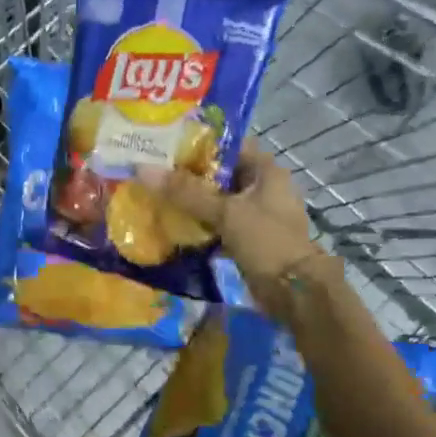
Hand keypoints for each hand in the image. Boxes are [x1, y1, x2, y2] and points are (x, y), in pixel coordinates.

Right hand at [136, 142, 325, 313]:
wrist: (294, 292)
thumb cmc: (266, 241)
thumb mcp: (225, 212)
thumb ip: (185, 192)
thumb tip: (142, 169)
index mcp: (265, 171)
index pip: (228, 146)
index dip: (198, 143)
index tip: (165, 145)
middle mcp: (261, 187)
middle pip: (219, 173)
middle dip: (187, 174)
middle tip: (152, 170)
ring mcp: (255, 214)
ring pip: (216, 200)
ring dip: (190, 200)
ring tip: (155, 195)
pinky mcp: (246, 237)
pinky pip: (216, 223)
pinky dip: (198, 223)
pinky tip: (171, 224)